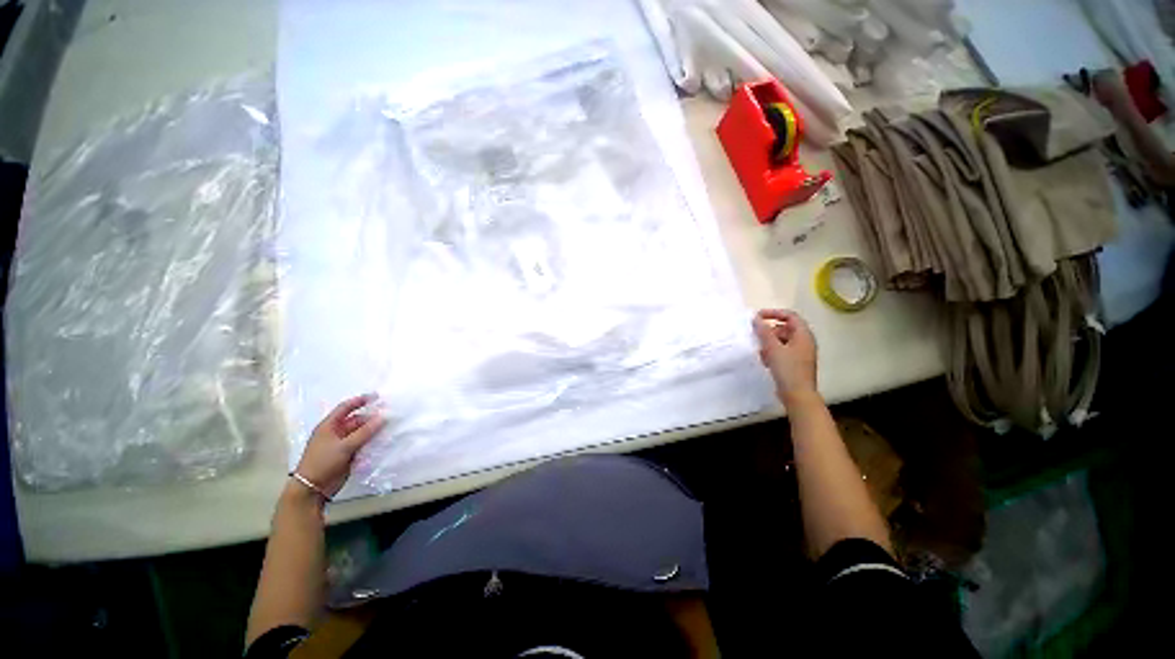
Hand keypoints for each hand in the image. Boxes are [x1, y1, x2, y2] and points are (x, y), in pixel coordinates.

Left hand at [293, 394, 386, 498]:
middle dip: (371, 418)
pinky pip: (363, 444)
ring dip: (373, 430)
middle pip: (356, 420)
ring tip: (389, 428)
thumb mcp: (344, 446)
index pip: (345, 408)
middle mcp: (336, 432)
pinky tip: (383, 440)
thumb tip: (383, 417)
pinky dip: (372, 441)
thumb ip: (364, 432)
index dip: (360, 401)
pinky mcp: (348, 454)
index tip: (377, 397)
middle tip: (389, 416)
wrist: (312, 488)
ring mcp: (342, 444)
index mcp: (329, 426)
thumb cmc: (323, 462)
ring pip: (361, 432)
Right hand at [752, 309, 817, 400]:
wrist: (798, 395)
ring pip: (783, 340)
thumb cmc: (788, 369)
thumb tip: (756, 318)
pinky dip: (772, 351)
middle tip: (757, 336)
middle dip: (770, 330)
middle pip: (786, 328)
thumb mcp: (773, 348)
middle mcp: (804, 342)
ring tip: (760, 350)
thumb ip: (764, 332)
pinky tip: (765, 360)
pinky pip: (782, 351)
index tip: (757, 317)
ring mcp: (801, 353)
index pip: (790, 316)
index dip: (774, 313)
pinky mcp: (795, 363)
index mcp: (803, 335)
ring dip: (769, 342)